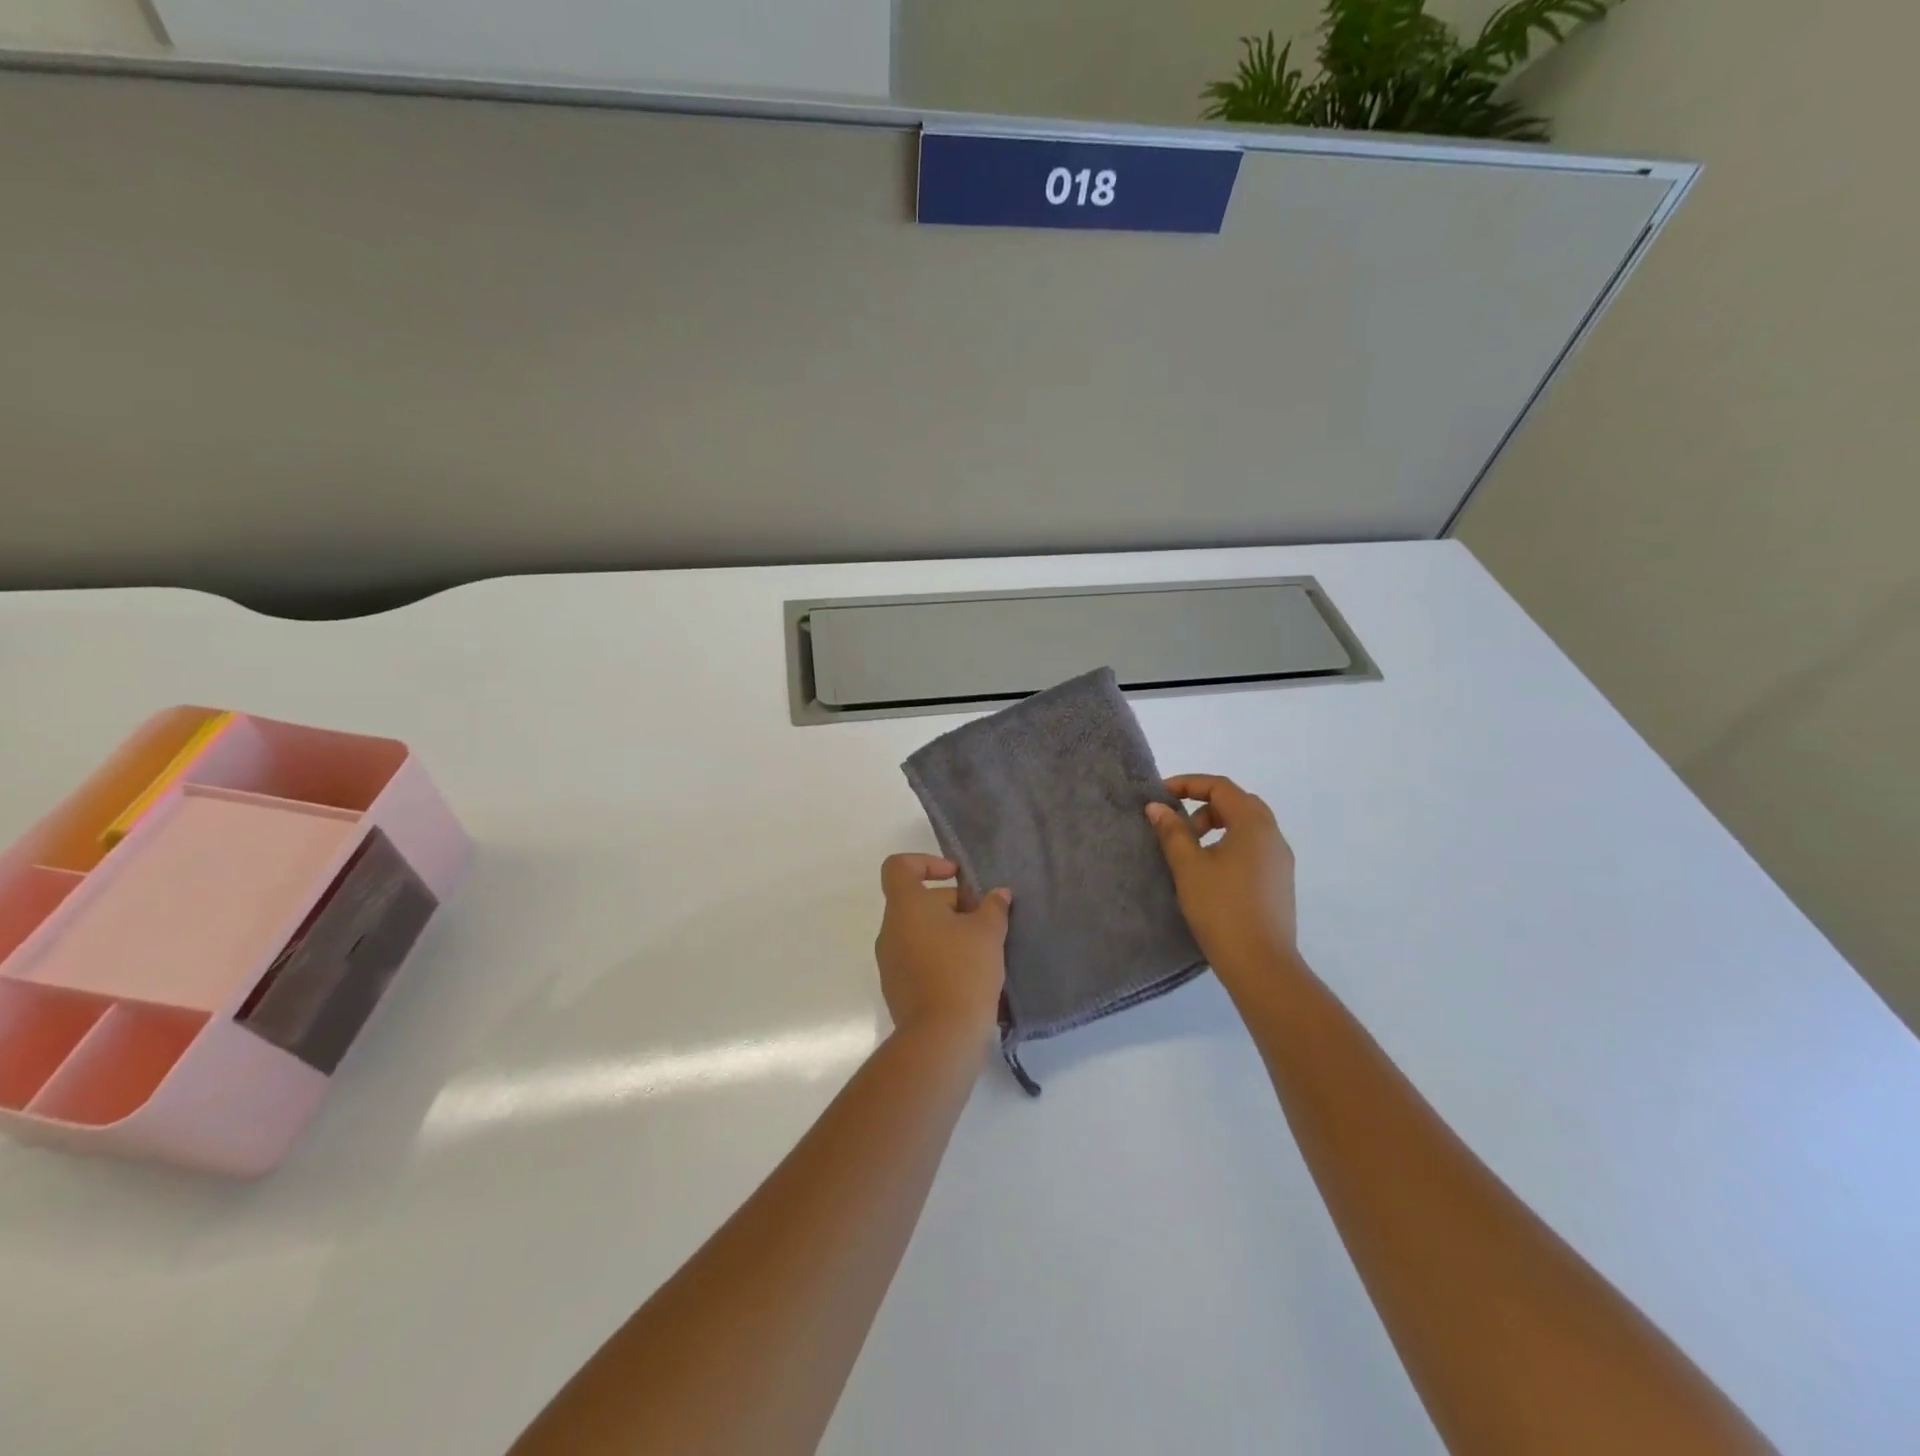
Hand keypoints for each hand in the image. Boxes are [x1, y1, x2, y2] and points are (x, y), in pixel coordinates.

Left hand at [874, 854, 1010, 1045]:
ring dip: (948, 933)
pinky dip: (940, 957)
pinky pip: (918, 959)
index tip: (956, 877)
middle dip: (952, 904)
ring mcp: (889, 962)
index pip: (899, 866)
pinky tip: (970, 975)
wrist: (941, 1037)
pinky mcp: (897, 989)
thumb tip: (998, 895)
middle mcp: (889, 930)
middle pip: (917, 901)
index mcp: (905, 906)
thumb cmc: (963, 970)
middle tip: (985, 921)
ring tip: (982, 950)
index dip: (926, 862)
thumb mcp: (988, 932)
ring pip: (919, 932)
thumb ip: (993, 907)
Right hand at [1146, 774, 1297, 985]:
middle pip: (1236, 803)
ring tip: (1189, 851)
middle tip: (1176, 825)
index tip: (1159, 797)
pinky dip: (1229, 845)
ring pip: (1246, 827)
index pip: (1220, 787)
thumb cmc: (1221, 908)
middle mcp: (1273, 835)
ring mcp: (1280, 860)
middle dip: (1202, 806)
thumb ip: (1172, 832)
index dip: (1187, 784)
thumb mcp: (1188, 866)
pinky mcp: (1279, 882)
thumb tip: (1157, 807)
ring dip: (1216, 827)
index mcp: (1253, 824)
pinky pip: (1253, 848)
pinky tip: (1210, 873)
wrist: (1261, 964)